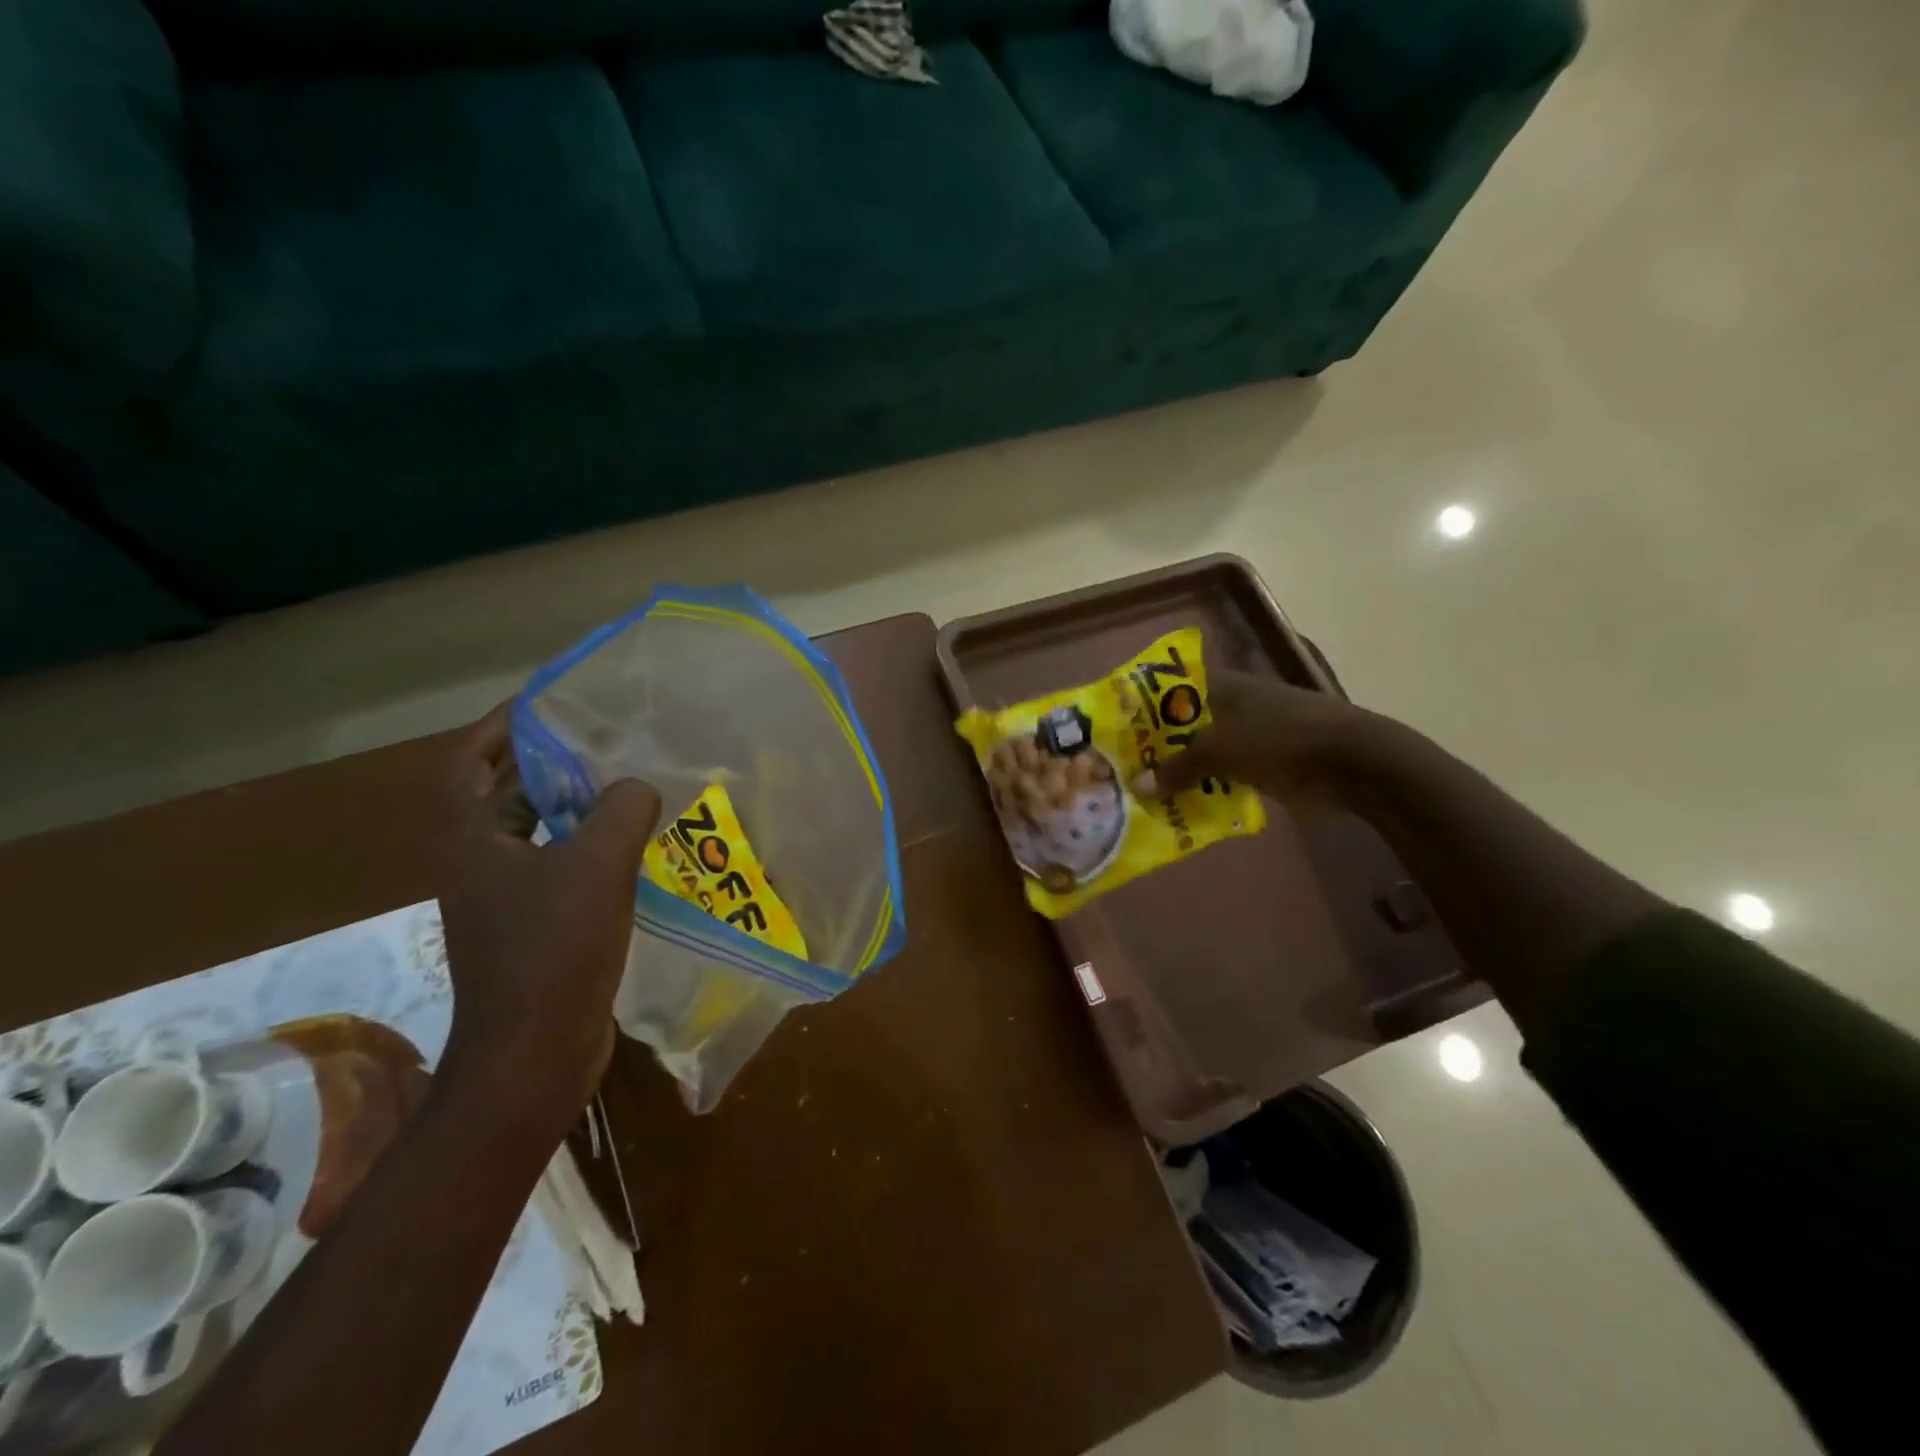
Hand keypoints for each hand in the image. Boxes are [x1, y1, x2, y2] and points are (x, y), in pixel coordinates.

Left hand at [433, 704, 659, 1124]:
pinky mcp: (534, 930)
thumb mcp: (597, 866)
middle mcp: (479, 865)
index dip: (502, 727)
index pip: (470, 762)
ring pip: (540, 835)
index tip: (548, 704)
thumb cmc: (555, 951)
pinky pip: (562, 870)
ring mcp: (506, 901)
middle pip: (508, 795)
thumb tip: (636, 786)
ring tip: (626, 784)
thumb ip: (621, 809)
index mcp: (473, 842)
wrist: (535, 1054)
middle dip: (549, 763)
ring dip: (576, 808)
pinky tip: (635, 847)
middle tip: (602, 739)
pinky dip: (590, 849)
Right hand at [1130, 668, 1403, 808]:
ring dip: (1181, 772)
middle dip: (1157, 747)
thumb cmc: (1278, 739)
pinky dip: (1207, 789)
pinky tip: (1183, 808)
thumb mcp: (1219, 750)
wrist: (1351, 763)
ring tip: (1145, 793)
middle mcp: (1233, 706)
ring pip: (1204, 753)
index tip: (1117, 728)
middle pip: (1184, 725)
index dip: (1144, 705)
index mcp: (1222, 687)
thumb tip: (1138, 787)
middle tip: (1122, 769)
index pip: (1172, 688)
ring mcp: (1252, 736)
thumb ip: (1177, 768)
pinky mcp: (1266, 764)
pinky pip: (1225, 776)